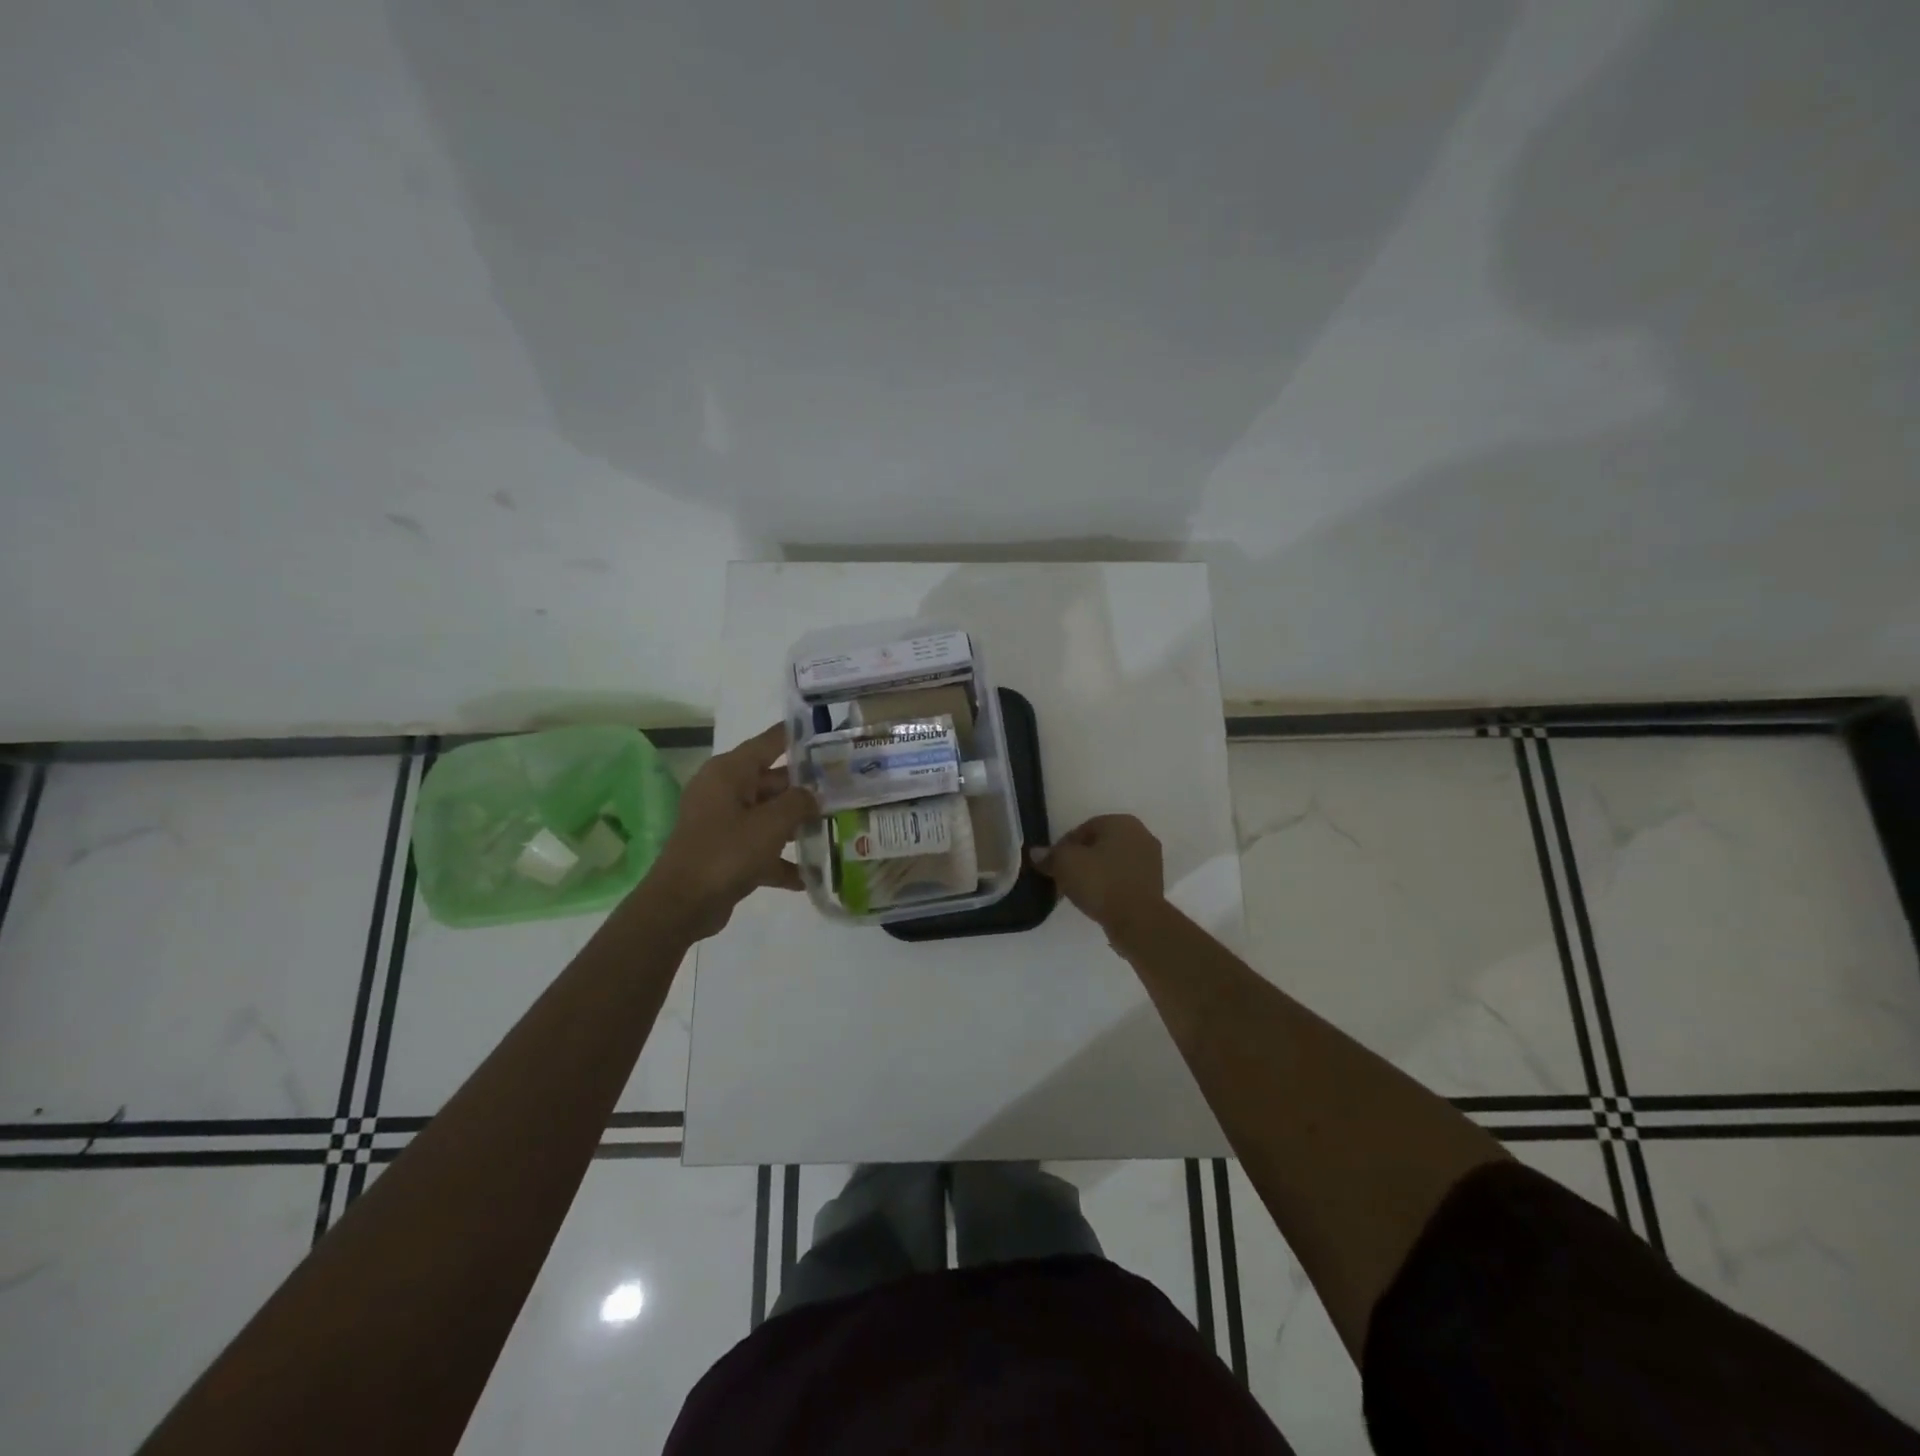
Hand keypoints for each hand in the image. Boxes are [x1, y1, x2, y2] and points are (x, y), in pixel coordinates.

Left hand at [644, 724, 816, 938]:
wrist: (682, 905)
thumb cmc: (726, 852)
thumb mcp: (771, 824)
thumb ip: (799, 802)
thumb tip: (813, 795)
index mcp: (729, 772)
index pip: (770, 742)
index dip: (798, 736)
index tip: (829, 734)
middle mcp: (725, 791)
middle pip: (773, 781)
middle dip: (807, 788)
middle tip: (846, 787)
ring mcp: (724, 823)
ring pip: (769, 815)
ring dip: (798, 824)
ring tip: (837, 826)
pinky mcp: (726, 852)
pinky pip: (761, 847)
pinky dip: (781, 859)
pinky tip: (811, 875)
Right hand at [1031, 814, 1164, 930]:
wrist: (1137, 921)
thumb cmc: (1100, 882)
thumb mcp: (1064, 864)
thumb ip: (1049, 855)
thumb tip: (1037, 853)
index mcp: (1121, 822)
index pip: (1084, 828)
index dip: (1064, 846)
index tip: (1053, 865)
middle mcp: (1141, 835)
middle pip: (1099, 845)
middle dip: (1081, 859)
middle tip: (1064, 877)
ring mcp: (1151, 861)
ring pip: (1113, 862)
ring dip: (1096, 873)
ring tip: (1079, 891)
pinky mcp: (1155, 884)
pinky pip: (1124, 879)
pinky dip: (1110, 886)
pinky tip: (1098, 900)